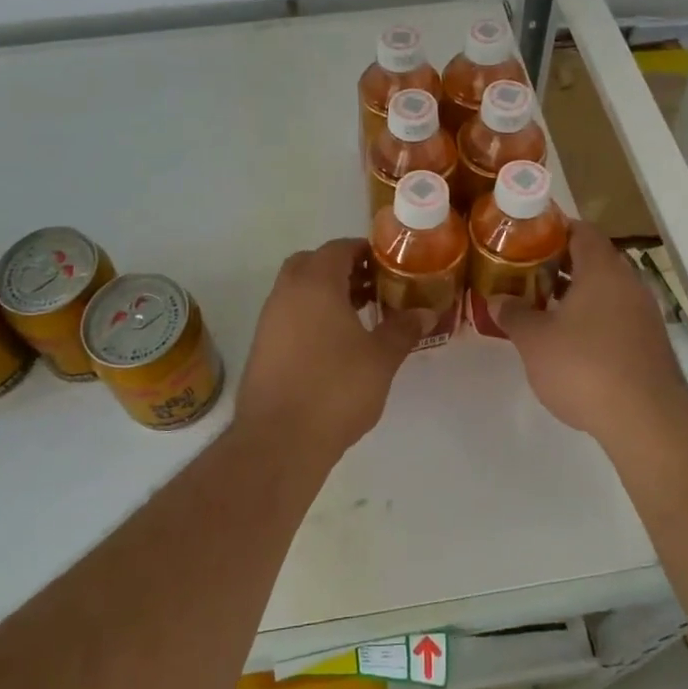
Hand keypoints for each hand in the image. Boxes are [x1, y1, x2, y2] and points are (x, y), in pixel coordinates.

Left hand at [236, 239, 426, 461]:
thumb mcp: (381, 358)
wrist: (279, 440)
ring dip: (325, 294)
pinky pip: (288, 314)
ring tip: (359, 318)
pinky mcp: (261, 346)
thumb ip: (403, 329)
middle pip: (313, 263)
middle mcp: (287, 292)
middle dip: (342, 270)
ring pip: (298, 289)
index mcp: (315, 282)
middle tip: (372, 289)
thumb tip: (425, 312)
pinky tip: (333, 345)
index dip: (365, 252)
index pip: (339, 248)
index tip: (389, 267)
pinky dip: (310, 316)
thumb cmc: (336, 388)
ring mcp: (269, 319)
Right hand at [495, 221, 687, 446]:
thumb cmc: (583, 366)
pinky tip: (571, 341)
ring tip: (544, 308)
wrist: (645, 420)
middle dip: (561, 265)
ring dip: (577, 294)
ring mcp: (645, 314)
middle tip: (528, 274)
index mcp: (602, 269)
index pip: (581, 231)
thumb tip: (498, 300)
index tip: (527, 240)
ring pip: (606, 290)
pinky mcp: (651, 343)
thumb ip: (514, 315)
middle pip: (594, 260)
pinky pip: (617, 316)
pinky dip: (594, 319)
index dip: (554, 230)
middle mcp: (629, 283)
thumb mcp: (535, 340)